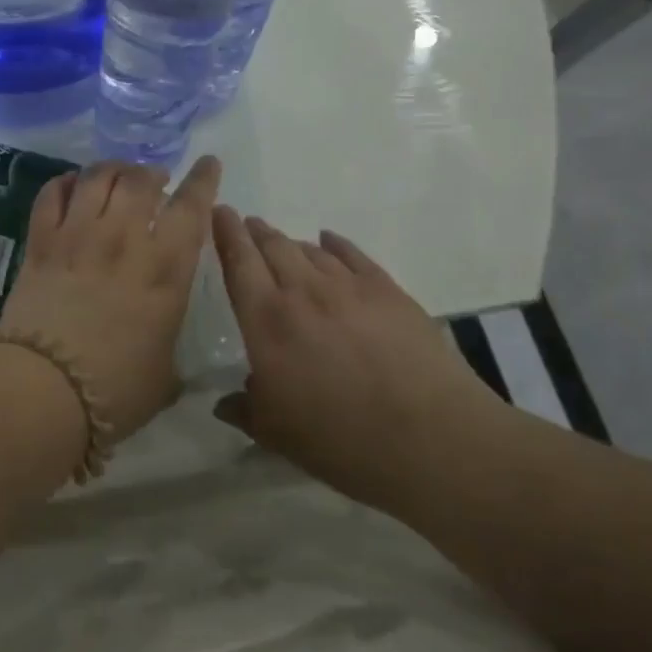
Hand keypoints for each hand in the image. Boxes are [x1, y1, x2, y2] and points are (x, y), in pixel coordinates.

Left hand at [0, 158, 221, 438]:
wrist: (44, 388)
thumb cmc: (115, 390)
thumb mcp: (165, 375)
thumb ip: (170, 346)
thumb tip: (165, 343)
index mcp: (165, 269)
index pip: (191, 208)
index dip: (202, 180)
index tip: (208, 163)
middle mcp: (124, 239)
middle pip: (141, 181)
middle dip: (153, 172)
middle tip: (156, 179)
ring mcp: (78, 235)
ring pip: (98, 178)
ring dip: (113, 169)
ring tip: (118, 175)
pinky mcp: (41, 241)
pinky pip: (54, 194)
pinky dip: (66, 182)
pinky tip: (72, 185)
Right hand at [210, 210, 505, 511]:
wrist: (433, 440)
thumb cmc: (342, 440)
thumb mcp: (277, 434)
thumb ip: (244, 410)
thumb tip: (224, 403)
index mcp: (266, 320)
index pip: (238, 262)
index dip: (226, 233)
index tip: (219, 212)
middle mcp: (302, 291)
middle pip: (273, 246)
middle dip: (255, 231)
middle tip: (246, 224)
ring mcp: (348, 286)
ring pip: (310, 249)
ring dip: (290, 242)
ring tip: (282, 243)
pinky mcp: (387, 291)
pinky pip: (352, 254)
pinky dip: (334, 244)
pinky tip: (329, 241)